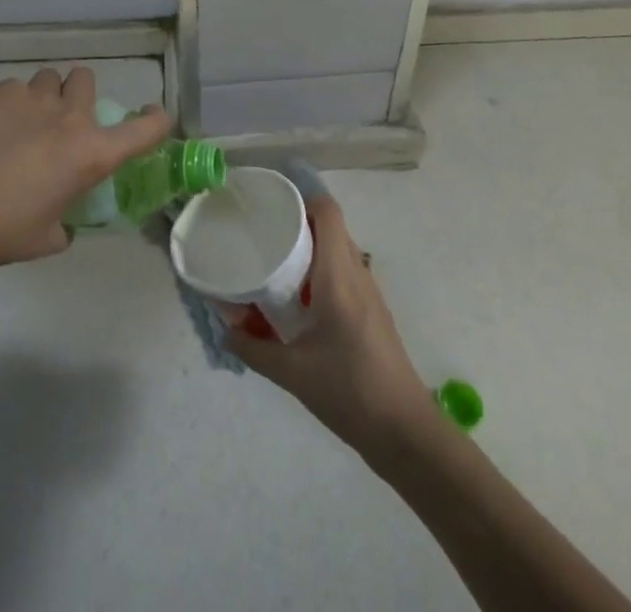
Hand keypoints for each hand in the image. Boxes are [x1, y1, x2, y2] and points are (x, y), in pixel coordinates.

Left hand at [0, 66, 169, 267]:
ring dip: (47, 96)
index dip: (157, 120)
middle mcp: (72, 118)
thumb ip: (66, 222)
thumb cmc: (6, 231)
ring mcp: (36, 99)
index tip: (153, 118)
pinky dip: (13, 103)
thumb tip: (62, 220)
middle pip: (87, 80)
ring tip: (28, 120)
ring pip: (51, 78)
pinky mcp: (3, 93)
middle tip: (63, 121)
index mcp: (93, 154)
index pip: (146, 128)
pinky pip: (17, 89)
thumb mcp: (49, 237)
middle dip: (79, 96)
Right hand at [228, 196, 436, 452]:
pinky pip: (346, 272)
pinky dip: (323, 270)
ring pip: (340, 249)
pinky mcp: (374, 312)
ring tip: (278, 261)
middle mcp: (357, 274)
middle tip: (266, 233)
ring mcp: (370, 293)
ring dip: (312, 247)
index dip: (302, 198)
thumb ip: (254, 349)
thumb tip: (225, 331)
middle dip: (300, 222)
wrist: (405, 433)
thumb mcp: (292, 373)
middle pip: (332, 227)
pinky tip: (301, 298)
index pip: (328, 212)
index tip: (272, 206)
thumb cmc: (349, 392)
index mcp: (338, 277)